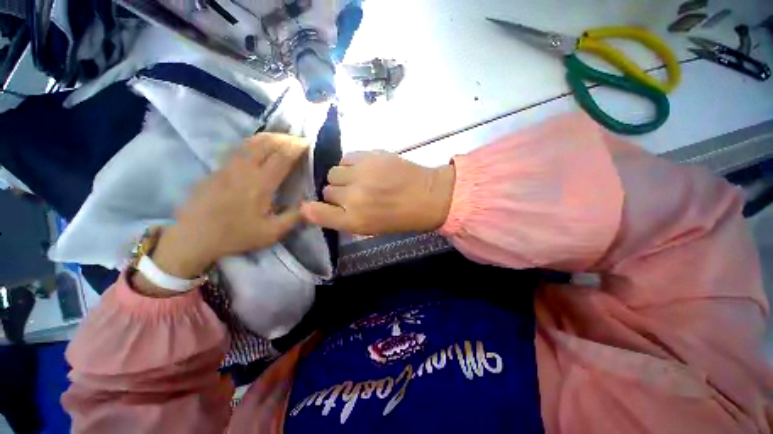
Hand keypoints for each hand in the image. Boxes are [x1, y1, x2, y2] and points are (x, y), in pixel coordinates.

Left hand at [143, 134, 308, 287]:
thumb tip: (311, 204)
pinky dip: (255, 142)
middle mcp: (244, 168)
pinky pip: (240, 147)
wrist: (193, 237)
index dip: (296, 147)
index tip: (308, 143)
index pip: (282, 157)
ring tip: (284, 139)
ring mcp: (228, 166)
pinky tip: (261, 147)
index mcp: (260, 184)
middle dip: (286, 138)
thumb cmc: (236, 235)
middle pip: (266, 143)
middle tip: (299, 140)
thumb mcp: (272, 233)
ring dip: (270, 137)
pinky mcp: (217, 168)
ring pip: (251, 141)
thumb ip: (295, 217)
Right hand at [301, 151, 454, 234]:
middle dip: (337, 194)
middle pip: (327, 191)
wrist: (427, 196)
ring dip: (343, 178)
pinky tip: (364, 169)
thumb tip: (316, 208)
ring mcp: (361, 174)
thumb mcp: (370, 228)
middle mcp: (353, 198)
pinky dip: (351, 164)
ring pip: (333, 172)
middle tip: (354, 195)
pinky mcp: (370, 156)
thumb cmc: (400, 217)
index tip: (312, 207)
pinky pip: (346, 158)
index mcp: (355, 221)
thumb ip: (343, 219)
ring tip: (359, 180)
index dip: (312, 210)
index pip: (317, 213)